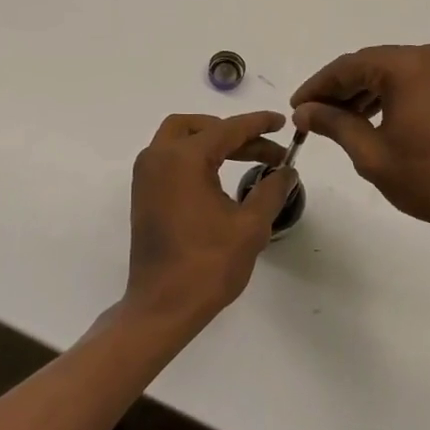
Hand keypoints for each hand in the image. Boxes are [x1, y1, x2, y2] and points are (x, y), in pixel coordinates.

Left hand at [122, 112, 298, 334]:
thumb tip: (286, 171)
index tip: (282, 123)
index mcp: (183, 159)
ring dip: (212, 142)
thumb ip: (271, 190)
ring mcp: (146, 176)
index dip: (258, 124)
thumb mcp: (250, 226)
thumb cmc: (208, 265)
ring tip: (246, 158)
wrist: (162, 306)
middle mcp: (158, 158)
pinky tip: (220, 176)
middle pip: (197, 127)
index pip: (227, 129)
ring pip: (179, 139)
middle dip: (232, 131)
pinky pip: (170, 159)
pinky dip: (195, 157)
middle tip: (264, 148)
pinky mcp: (143, 194)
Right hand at [291, 43, 429, 242]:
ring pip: (391, 72)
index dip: (318, 86)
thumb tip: (303, 111)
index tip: (296, 106)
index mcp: (409, 66)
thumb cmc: (428, 179)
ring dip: (362, 92)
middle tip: (310, 114)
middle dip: (339, 89)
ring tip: (335, 119)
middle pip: (371, 65)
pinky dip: (388, 95)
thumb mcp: (371, 153)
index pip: (350, 66)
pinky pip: (412, 81)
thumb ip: (333, 123)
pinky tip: (368, 117)